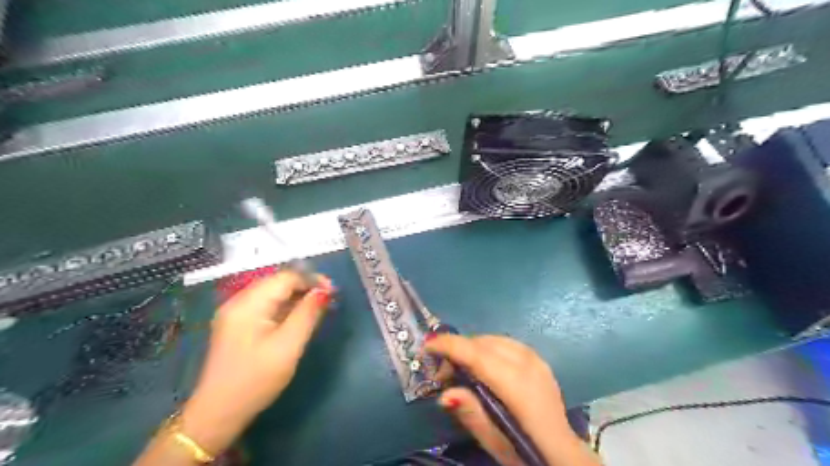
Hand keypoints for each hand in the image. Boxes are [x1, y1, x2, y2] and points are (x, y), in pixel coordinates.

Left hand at [182, 270, 332, 455]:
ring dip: (296, 296)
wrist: (217, 413)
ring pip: (272, 292)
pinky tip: (297, 316)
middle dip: (305, 286)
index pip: (285, 277)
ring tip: (318, 307)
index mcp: (248, 304)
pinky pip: (265, 305)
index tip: (333, 292)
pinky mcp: (237, 324)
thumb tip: (324, 291)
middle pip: (278, 282)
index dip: (312, 279)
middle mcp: (238, 301)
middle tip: (329, 299)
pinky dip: (284, 306)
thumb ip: (307, 314)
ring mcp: (235, 313)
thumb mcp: (288, 346)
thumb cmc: (256, 380)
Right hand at [424, 335, 600, 465]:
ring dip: (472, 347)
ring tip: (460, 368)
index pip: (477, 354)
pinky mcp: (540, 360)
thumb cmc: (526, 450)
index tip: (426, 345)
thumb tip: (445, 393)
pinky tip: (483, 363)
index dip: (449, 346)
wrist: (564, 454)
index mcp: (517, 385)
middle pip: (483, 342)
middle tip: (442, 373)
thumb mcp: (496, 441)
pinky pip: (507, 343)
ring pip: (494, 339)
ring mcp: (536, 359)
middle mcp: (528, 364)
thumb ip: (471, 413)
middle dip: (458, 349)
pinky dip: (488, 347)